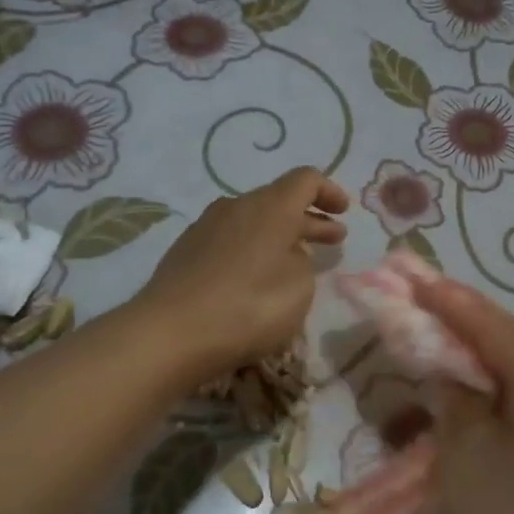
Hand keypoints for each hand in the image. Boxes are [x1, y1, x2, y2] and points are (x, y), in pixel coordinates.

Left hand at [136, 168, 347, 378]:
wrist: (170, 333)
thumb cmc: (248, 307)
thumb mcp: (299, 288)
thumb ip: (302, 262)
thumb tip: (287, 254)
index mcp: (270, 206)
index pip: (306, 180)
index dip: (329, 192)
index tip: (344, 212)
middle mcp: (237, 205)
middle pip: (279, 200)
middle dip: (310, 218)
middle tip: (334, 239)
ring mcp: (206, 226)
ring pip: (253, 220)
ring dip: (280, 235)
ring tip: (297, 258)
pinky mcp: (186, 249)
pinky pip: (231, 238)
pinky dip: (253, 248)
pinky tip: (256, 275)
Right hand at [412, 276, 513, 513]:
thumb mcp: (464, 447)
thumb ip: (452, 395)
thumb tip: (449, 373)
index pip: (492, 325)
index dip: (449, 299)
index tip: (413, 277)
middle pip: (504, 346)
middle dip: (459, 324)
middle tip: (419, 302)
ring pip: (508, 378)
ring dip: (467, 362)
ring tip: (431, 343)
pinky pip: (513, 410)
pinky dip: (479, 399)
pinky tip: (452, 400)